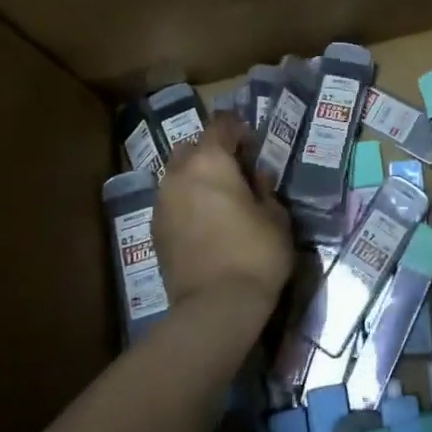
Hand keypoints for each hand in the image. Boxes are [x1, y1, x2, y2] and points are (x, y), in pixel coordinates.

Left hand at [154, 115, 293, 324]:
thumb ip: (265, 188)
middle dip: (212, 153)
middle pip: (192, 147)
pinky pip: (171, 201)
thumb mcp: (276, 216)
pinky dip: (186, 203)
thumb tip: (256, 176)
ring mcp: (162, 201)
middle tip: (236, 172)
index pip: (221, 124)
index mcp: (210, 160)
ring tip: (219, 200)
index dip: (239, 129)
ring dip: (196, 179)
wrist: (216, 307)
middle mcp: (179, 173)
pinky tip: (205, 223)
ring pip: (178, 175)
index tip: (254, 146)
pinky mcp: (155, 228)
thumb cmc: (255, 253)